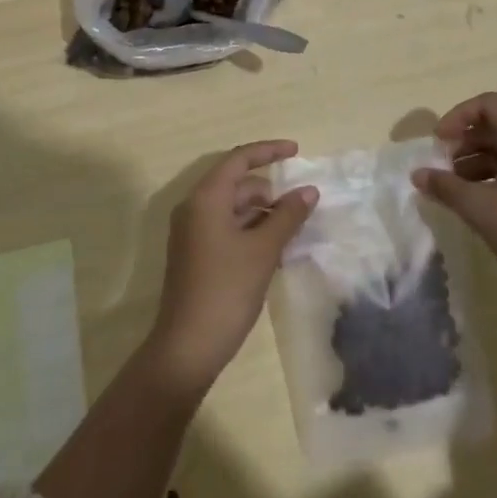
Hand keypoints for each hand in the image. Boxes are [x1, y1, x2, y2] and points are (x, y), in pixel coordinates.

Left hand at [146, 140, 317, 395]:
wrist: (188, 346)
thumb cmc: (226, 290)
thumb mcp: (264, 250)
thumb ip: (288, 216)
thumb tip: (308, 190)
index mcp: (206, 198)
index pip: (239, 159)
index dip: (268, 151)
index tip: (297, 151)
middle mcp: (194, 208)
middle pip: (236, 183)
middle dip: (269, 190)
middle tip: (300, 206)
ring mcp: (192, 232)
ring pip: (233, 208)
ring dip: (262, 213)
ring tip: (293, 230)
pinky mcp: (196, 254)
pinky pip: (227, 227)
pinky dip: (251, 229)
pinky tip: (274, 249)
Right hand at [412, 93, 496, 309]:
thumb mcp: (479, 208)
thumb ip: (445, 186)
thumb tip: (418, 175)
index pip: (489, 104)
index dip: (458, 115)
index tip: (439, 142)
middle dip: (464, 142)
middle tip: (441, 168)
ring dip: (476, 162)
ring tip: (454, 189)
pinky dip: (495, 176)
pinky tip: (478, 203)